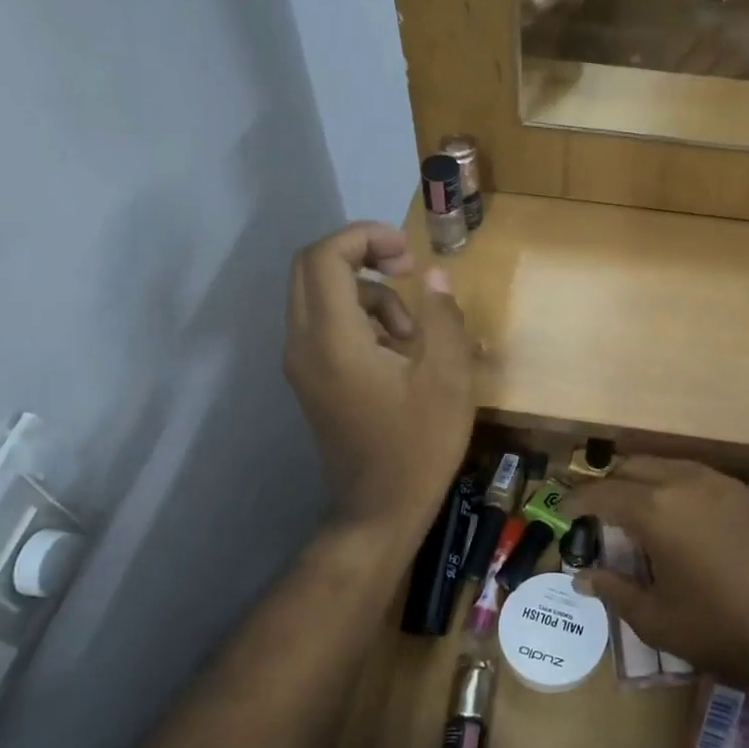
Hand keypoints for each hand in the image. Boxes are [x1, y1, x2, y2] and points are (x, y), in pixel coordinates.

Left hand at [283, 222, 473, 536]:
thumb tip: (433, 275)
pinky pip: (324, 325)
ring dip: (365, 293)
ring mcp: (301, 364)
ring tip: (413, 331)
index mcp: (333, 339)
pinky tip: (397, 353)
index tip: (408, 253)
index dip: (365, 237)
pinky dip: (357, 319)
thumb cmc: (419, 445)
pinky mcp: (309, 380)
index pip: (325, 256)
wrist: (379, 510)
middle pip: (311, 268)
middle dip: (360, 255)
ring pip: (319, 296)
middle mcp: (303, 344)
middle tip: (406, 271)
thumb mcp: (448, 378)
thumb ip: (441, 317)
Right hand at [561, 458, 748, 688]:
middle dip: (610, 485)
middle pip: (634, 467)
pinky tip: (682, 518)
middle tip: (599, 514)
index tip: (563, 513)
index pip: (602, 493)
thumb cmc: (719, 630)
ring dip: (644, 481)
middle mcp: (685, 482)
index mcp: (656, 509)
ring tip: (638, 512)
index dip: (577, 501)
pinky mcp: (748, 495)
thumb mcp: (655, 619)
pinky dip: (677, 487)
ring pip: (668, 465)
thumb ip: (614, 590)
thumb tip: (583, 577)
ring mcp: (722, 484)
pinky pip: (699, 477)